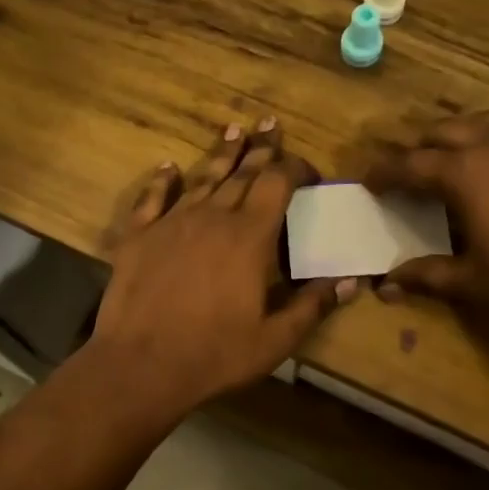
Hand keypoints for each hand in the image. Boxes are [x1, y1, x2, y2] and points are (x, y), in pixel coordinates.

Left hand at [88, 118, 359, 415]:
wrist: (141, 365)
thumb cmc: (214, 355)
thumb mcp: (274, 340)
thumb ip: (311, 306)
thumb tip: (350, 282)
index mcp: (249, 237)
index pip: (278, 184)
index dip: (295, 169)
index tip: (309, 171)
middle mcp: (212, 218)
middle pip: (242, 173)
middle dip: (262, 149)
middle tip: (271, 124)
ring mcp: (171, 223)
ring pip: (202, 178)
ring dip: (221, 154)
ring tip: (234, 130)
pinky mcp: (138, 237)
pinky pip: (151, 199)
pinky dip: (161, 180)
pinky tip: (168, 166)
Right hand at [364, 111, 488, 345]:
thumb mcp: (474, 284)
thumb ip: (426, 276)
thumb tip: (385, 285)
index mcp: (466, 173)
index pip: (410, 164)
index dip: (384, 172)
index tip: (370, 180)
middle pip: (444, 131)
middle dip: (420, 149)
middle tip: (411, 173)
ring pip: (486, 122)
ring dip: (461, 138)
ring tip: (457, 163)